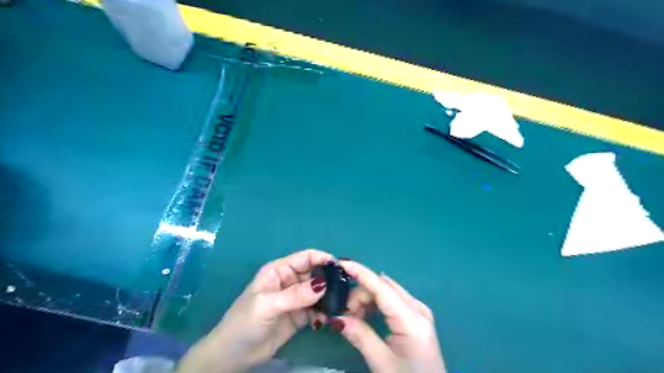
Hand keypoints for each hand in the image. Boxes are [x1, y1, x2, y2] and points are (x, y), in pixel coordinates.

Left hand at [176, 247, 330, 372]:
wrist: (233, 356)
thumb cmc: (244, 323)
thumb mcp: (267, 305)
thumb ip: (295, 294)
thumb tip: (324, 284)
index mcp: (279, 270)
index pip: (305, 257)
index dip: (322, 258)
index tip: (341, 267)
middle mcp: (290, 281)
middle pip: (315, 273)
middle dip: (330, 278)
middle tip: (347, 288)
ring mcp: (296, 299)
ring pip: (319, 291)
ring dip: (330, 296)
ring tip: (344, 304)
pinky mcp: (300, 315)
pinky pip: (317, 309)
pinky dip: (326, 311)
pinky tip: (332, 317)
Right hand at [331, 259, 445, 372]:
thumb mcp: (382, 363)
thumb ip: (360, 336)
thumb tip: (336, 317)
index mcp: (412, 319)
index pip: (382, 287)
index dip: (361, 272)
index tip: (341, 262)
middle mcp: (417, 308)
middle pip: (383, 287)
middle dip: (360, 293)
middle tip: (344, 313)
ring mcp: (418, 310)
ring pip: (386, 291)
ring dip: (367, 299)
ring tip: (353, 318)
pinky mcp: (416, 315)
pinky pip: (391, 300)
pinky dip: (375, 304)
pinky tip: (365, 316)